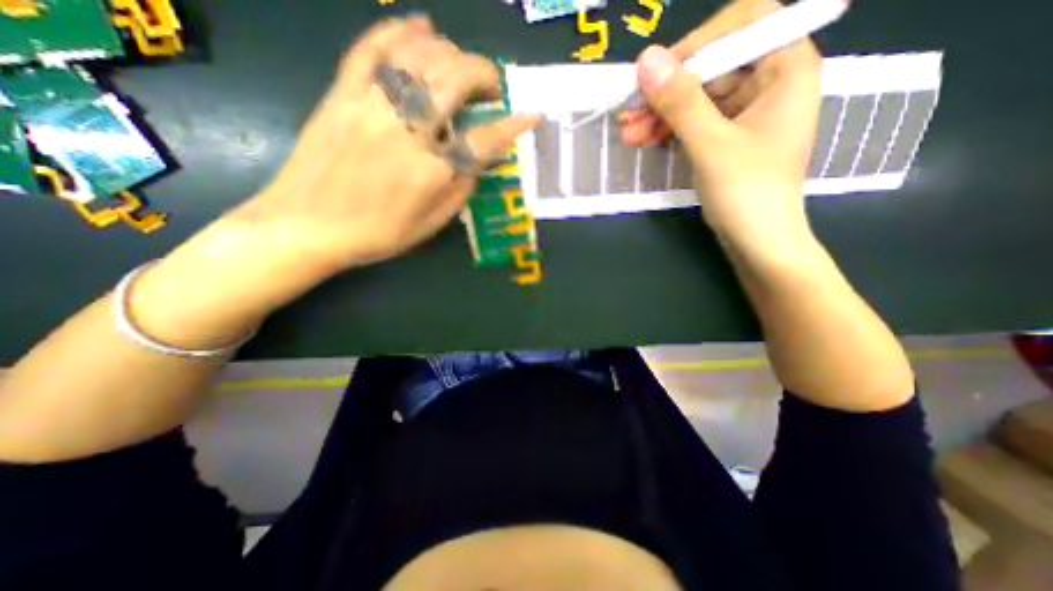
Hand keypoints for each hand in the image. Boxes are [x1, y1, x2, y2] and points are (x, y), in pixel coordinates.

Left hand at [132, 15, 541, 342]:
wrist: (306, 227)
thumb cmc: (377, 234)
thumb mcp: (431, 226)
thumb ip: (460, 191)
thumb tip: (478, 160)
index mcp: (431, 173)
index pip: (483, 140)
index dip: (512, 126)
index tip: (532, 115)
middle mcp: (406, 133)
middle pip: (453, 82)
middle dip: (483, 74)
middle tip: (493, 85)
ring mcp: (370, 108)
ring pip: (418, 58)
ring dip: (450, 53)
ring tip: (462, 63)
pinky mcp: (342, 95)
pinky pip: (371, 50)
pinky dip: (399, 31)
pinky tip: (420, 26)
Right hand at [623, 1, 822, 244]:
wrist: (757, 241)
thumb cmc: (747, 193)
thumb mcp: (711, 144)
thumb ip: (680, 101)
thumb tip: (645, 60)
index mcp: (785, 68)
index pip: (744, 24)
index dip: (698, 43)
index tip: (659, 75)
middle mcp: (767, 82)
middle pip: (710, 66)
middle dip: (667, 92)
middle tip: (629, 113)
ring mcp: (744, 112)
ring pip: (695, 98)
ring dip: (659, 114)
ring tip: (628, 135)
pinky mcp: (726, 137)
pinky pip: (692, 121)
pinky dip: (667, 130)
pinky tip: (643, 141)